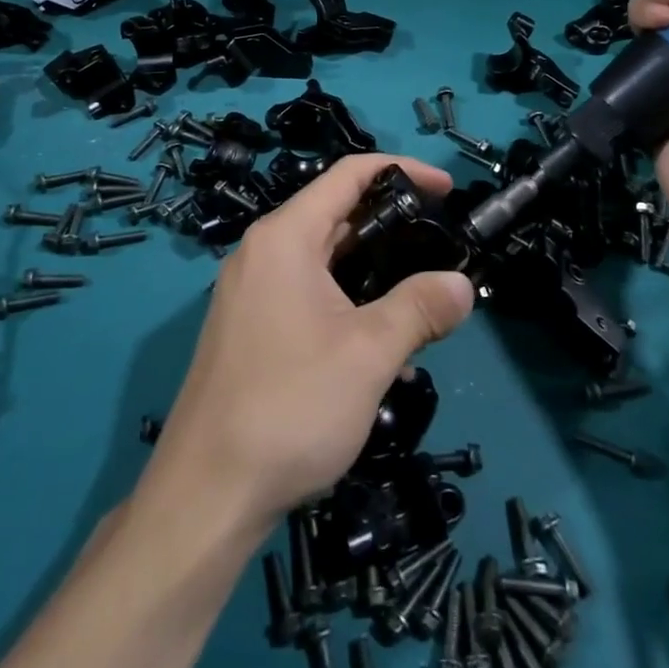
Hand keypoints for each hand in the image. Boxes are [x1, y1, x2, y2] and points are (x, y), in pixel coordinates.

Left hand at [149, 154, 474, 529]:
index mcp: (284, 237)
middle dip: (392, 226)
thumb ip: (420, 308)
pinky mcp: (250, 330)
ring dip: (374, 273)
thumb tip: (462, 284)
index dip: (401, 171)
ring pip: (324, 261)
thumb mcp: (368, 353)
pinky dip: (348, 303)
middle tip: (441, 247)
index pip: (348, 175)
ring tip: (420, 303)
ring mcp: (251, 293)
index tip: (446, 189)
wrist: (205, 496)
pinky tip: (379, 349)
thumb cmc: (290, 406)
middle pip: (336, 215)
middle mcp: (263, 253)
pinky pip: (308, 295)